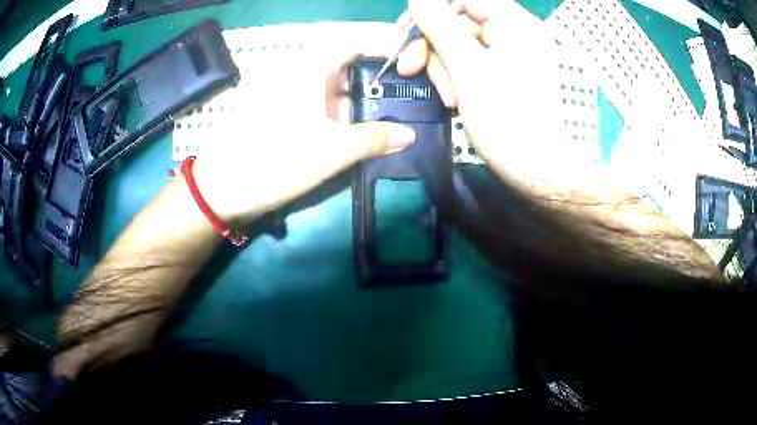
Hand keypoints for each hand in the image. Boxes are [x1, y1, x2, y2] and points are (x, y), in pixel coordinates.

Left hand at [189, 24, 415, 224]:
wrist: (223, 189)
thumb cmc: (275, 161)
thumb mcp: (331, 151)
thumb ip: (373, 139)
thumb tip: (409, 135)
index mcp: (309, 69)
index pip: (352, 40)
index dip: (382, 41)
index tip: (410, 56)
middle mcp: (300, 74)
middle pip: (346, 59)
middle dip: (377, 68)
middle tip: (409, 84)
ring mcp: (291, 94)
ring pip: (335, 82)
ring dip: (362, 90)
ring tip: (393, 103)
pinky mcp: (286, 113)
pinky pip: (323, 100)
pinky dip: (345, 107)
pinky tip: (361, 123)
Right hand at [397, 0, 563, 185]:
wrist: (536, 170)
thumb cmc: (506, 117)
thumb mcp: (467, 66)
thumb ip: (440, 25)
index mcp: (515, 22)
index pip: (464, 1)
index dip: (431, 12)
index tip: (405, 32)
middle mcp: (516, 33)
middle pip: (460, 23)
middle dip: (434, 48)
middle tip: (410, 70)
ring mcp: (513, 55)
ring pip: (462, 46)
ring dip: (444, 69)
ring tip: (448, 98)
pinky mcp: (507, 75)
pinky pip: (473, 65)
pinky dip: (458, 79)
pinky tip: (456, 101)